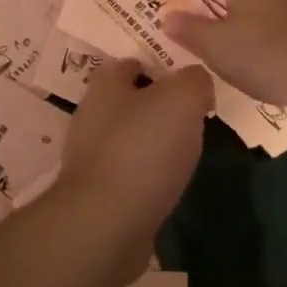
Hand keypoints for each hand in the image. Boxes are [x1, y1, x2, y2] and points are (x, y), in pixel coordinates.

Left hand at [59, 58, 211, 243]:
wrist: (106, 224)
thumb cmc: (143, 149)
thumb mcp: (182, 98)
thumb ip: (194, 80)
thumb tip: (198, 85)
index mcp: (104, 85)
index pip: (129, 62)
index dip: (158, 65)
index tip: (187, 80)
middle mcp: (90, 116)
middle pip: (128, 101)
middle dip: (158, 106)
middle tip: (194, 116)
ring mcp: (89, 157)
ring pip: (129, 138)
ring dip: (154, 143)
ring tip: (187, 152)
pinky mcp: (96, 194)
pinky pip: (128, 173)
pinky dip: (147, 175)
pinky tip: (169, 184)